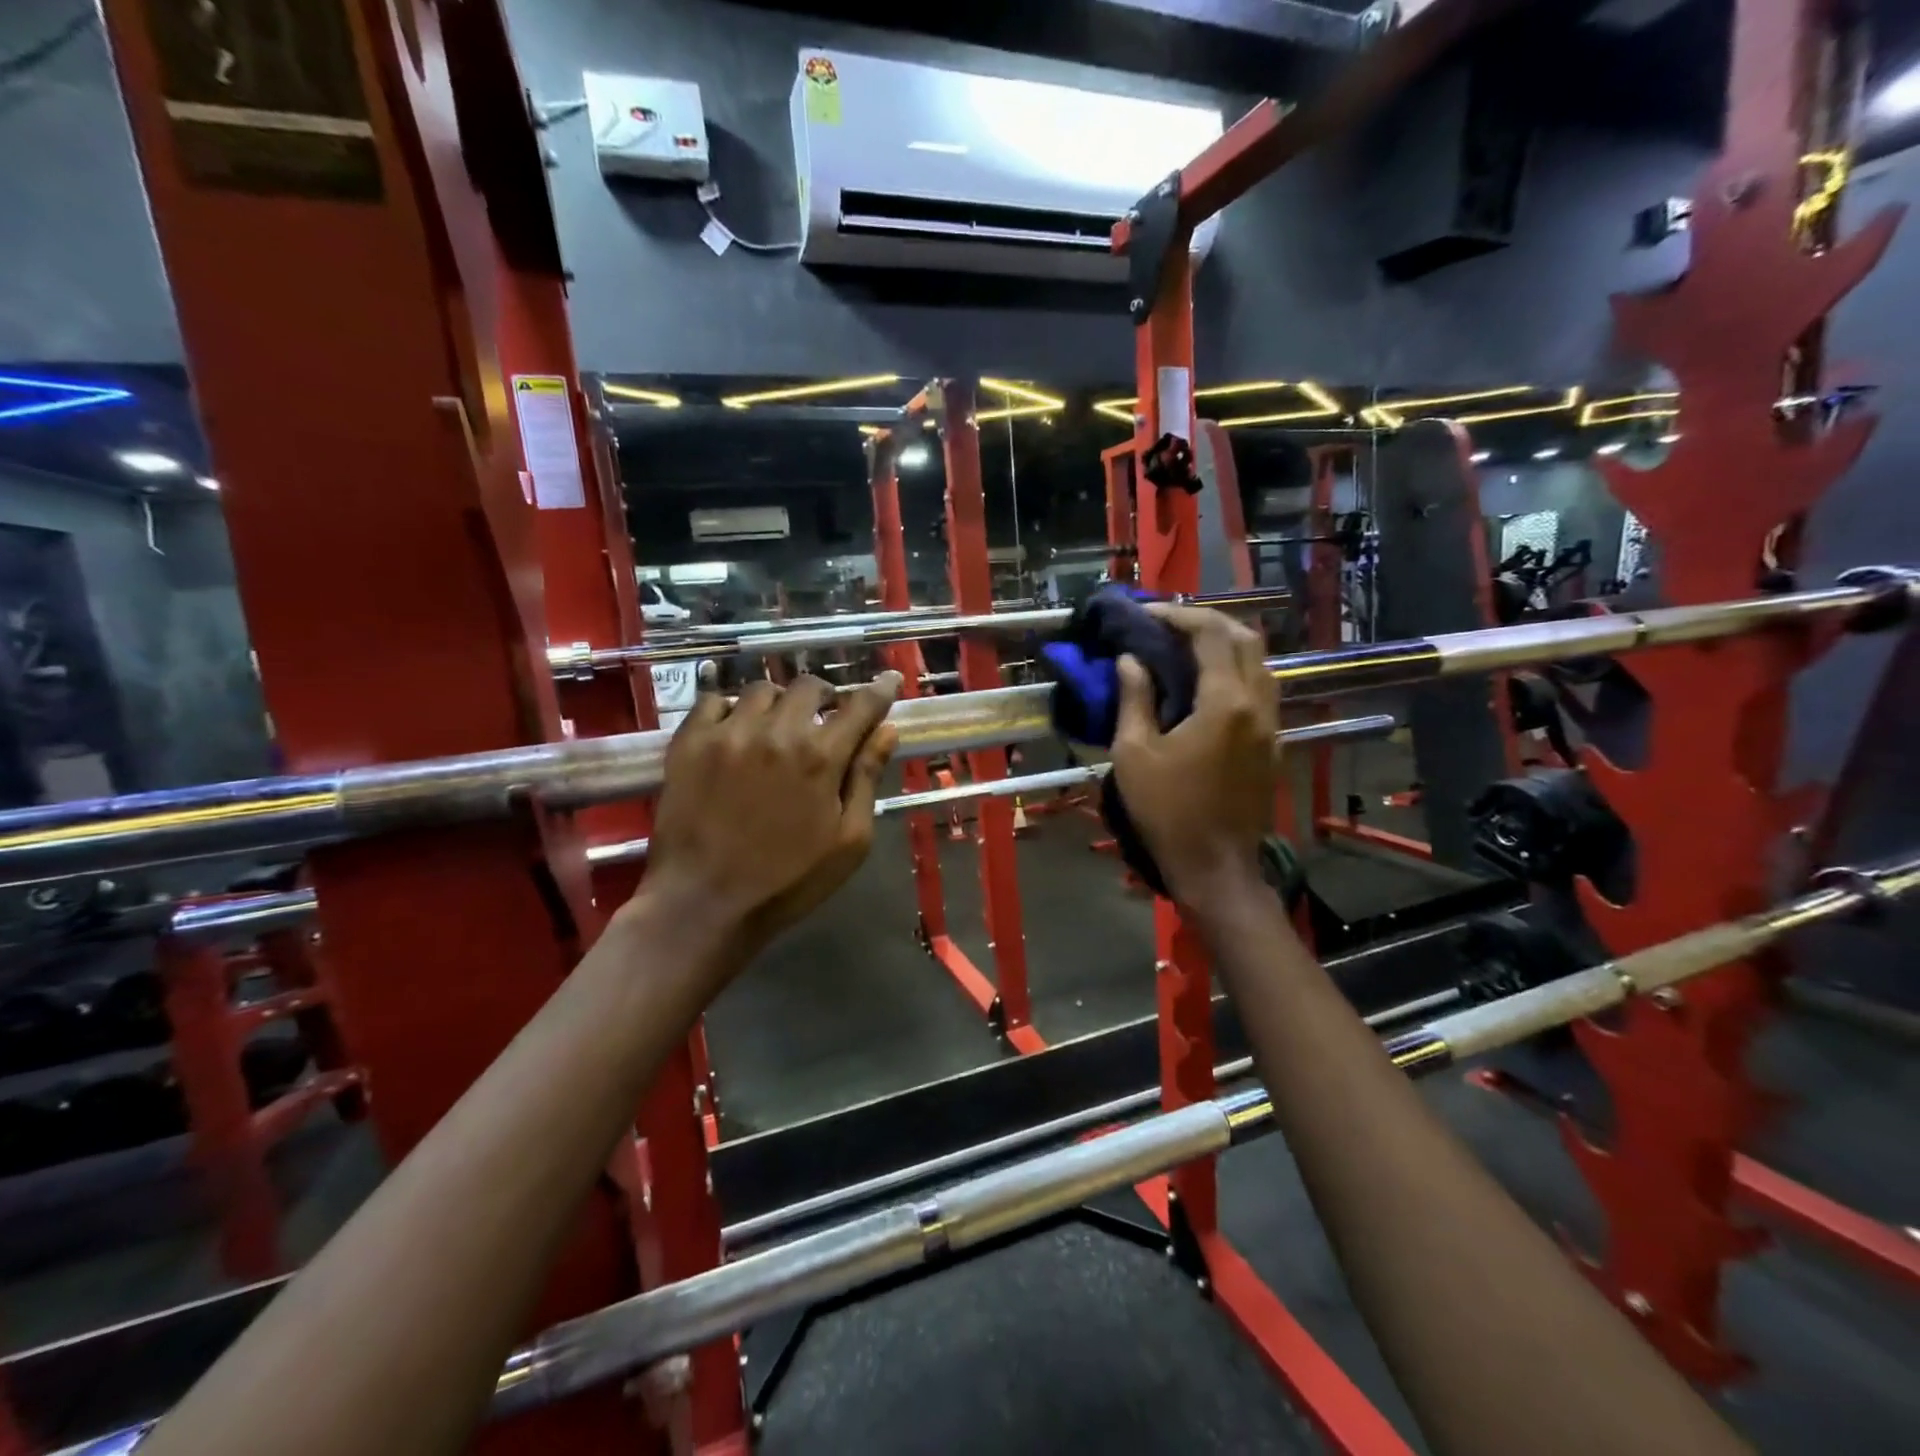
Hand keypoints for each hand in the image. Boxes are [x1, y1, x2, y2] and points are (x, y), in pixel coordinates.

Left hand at [643, 672, 900, 957]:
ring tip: (776, 727)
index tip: (889, 680)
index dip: (880, 690)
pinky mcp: (689, 743)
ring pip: (761, 690)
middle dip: (825, 696)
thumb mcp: (848, 841)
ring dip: (779, 703)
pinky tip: (735, 732)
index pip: (861, 706)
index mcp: (821, 757)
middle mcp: (776, 732)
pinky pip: (713, 701)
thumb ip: (867, 779)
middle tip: (823, 718)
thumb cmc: (789, 881)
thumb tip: (887, 732)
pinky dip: (731, 708)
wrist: (704, 904)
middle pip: (808, 686)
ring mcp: (728, 733)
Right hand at [1109, 606, 1277, 906]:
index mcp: (1224, 702)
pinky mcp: (1272, 744)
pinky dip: (1235, 671)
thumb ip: (1134, 699)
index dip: (1178, 616)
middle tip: (1169, 626)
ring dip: (1226, 645)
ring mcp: (1270, 724)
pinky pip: (1260, 689)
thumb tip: (1130, 660)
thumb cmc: (1168, 811)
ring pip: (1259, 663)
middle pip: (1245, 639)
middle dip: (1208, 622)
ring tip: (1186, 648)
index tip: (1146, 614)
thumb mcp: (1134, 754)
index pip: (1210, 634)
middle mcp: (1256, 704)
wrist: (1215, 866)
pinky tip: (1206, 684)